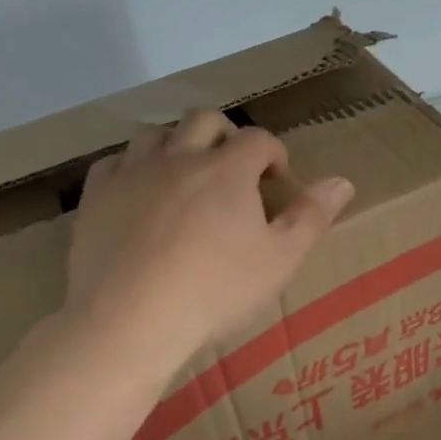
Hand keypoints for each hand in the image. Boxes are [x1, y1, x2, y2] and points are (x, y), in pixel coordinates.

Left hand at [67, 110, 354, 367]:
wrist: (131, 319)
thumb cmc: (216, 291)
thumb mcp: (279, 261)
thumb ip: (311, 217)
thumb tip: (343, 181)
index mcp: (228, 169)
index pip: (258, 139)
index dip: (274, 154)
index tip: (278, 181)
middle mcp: (179, 157)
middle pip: (204, 120)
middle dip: (226, 135)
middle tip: (234, 168)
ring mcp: (132, 173)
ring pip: (155, 133)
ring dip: (177, 144)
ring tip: (185, 175)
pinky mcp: (97, 195)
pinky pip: (114, 162)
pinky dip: (132, 168)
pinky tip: (139, 192)